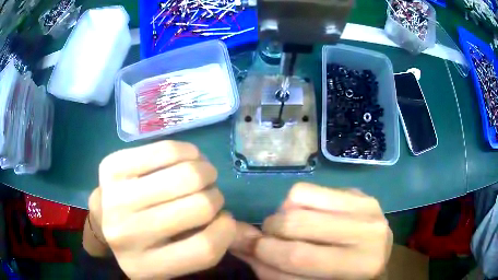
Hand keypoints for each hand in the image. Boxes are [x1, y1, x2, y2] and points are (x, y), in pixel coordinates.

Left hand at [87, 141, 235, 278]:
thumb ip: (205, 247)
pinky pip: (165, 150)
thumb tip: (231, 221)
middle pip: (199, 207)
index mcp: (146, 268)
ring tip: (201, 174)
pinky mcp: (112, 166)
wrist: (103, 220)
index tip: (225, 220)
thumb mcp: (172, 259)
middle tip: (209, 194)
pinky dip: (187, 152)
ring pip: (186, 175)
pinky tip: (188, 158)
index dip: (226, 231)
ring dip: (206, 171)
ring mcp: (116, 198)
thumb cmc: (143, 242)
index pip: (205, 249)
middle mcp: (126, 236)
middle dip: (215, 196)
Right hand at [231, 183, 392, 279]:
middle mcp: (369, 233)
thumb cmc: (337, 279)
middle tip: (269, 239)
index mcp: (358, 267)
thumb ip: (271, 267)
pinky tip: (308, 216)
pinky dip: (297, 202)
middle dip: (270, 231)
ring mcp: (367, 206)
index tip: (246, 247)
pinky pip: (311, 188)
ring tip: (290, 228)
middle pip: (297, 222)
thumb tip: (238, 241)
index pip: (298, 256)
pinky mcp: (360, 192)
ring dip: (283, 215)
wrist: (371, 259)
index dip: (263, 251)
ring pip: (300, 197)